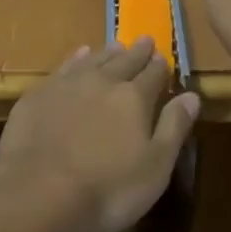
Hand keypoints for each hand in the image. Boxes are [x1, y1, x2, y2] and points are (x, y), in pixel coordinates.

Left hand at [0, 38, 198, 231]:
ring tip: (117, 44)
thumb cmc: (107, 189)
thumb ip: (173, 128)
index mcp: (134, 98)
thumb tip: (192, 95)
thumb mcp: (154, 168)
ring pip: (95, 58)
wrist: (38, 192)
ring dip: (109, 51)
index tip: (164, 57)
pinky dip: (77, 58)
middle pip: (125, 60)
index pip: (153, 75)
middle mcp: (104, 81)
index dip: (161, 66)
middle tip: (145, 40)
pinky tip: (79, 55)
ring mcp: (70, 83)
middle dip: (138, 51)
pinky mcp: (42, 93)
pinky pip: (65, 66)